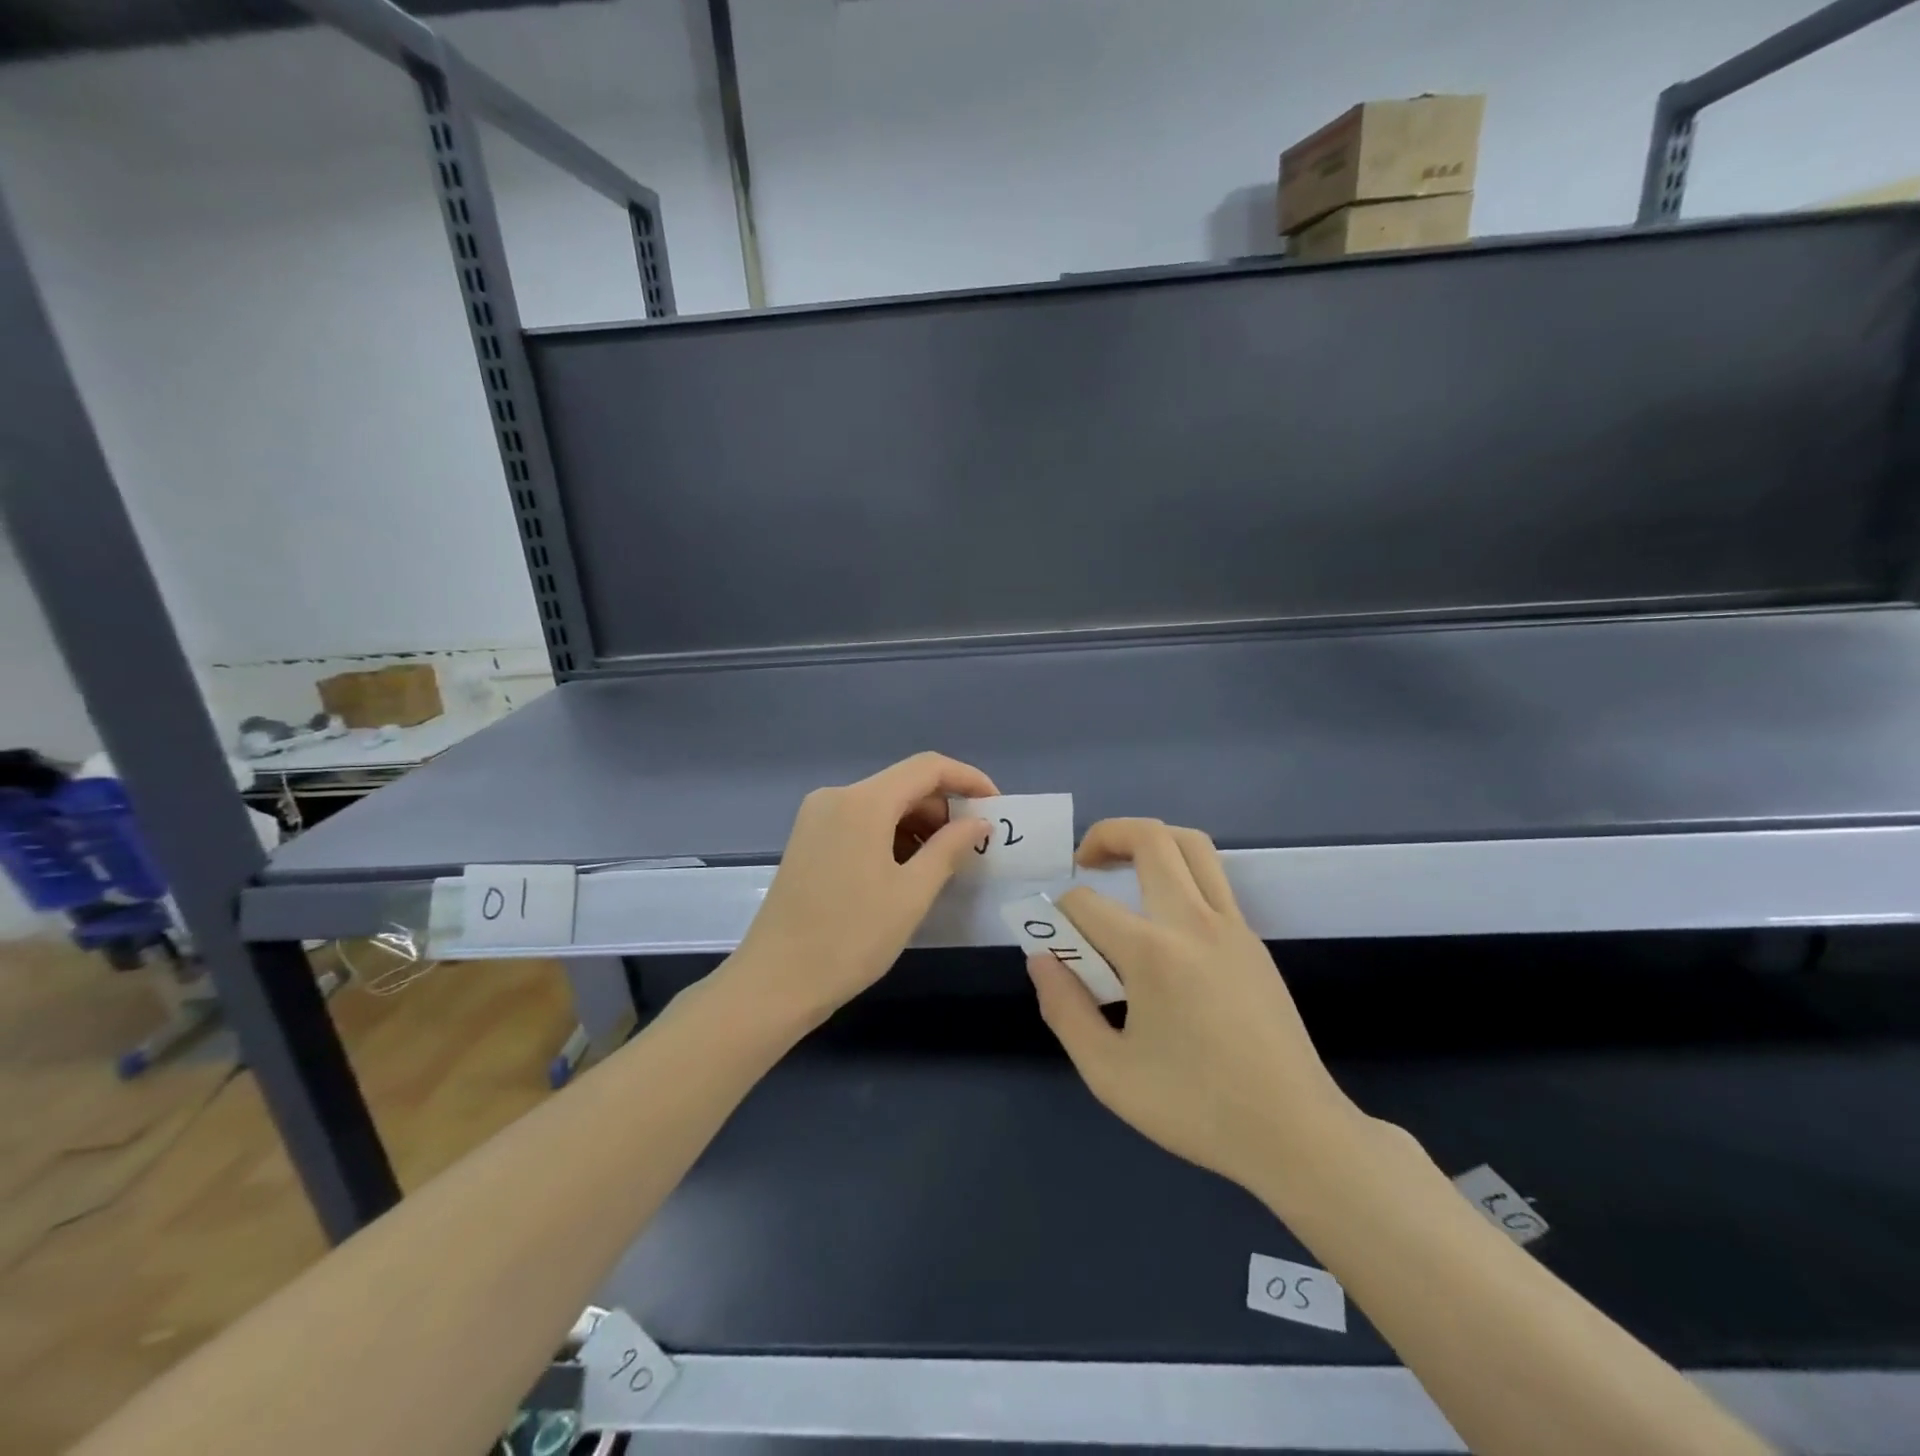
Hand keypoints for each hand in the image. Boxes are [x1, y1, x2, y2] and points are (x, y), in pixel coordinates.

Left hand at [725, 752, 997, 1026]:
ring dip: (918, 824)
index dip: (968, 780)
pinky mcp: (809, 839)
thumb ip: (950, 848)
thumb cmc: (851, 938)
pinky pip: (861, 822)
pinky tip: (907, 869)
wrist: (775, 982)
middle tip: (974, 846)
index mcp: (862, 802)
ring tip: (944, 863)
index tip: (996, 808)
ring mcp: (817, 817)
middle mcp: (836, 797)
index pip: (927, 768)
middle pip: (903, 784)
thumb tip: (979, 823)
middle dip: (944, 808)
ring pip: (882, 804)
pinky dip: (891, 836)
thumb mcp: (912, 894)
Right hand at [1029, 818, 1358, 1197]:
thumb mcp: (1108, 1073)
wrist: (1296, 1133)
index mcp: (1154, 953)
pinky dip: (1178, 872)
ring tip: (1121, 869)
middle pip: (1150, 838)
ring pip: (1191, 845)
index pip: (1086, 902)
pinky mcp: (1253, 940)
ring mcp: (1232, 926)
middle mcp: (1195, 922)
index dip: (1057, 915)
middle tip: (1083, 864)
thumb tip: (1042, 959)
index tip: (1054, 946)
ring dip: (1149, 841)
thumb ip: (1063, 1009)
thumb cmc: (1196, 1108)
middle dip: (1106, 835)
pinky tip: (1160, 919)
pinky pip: (1212, 878)